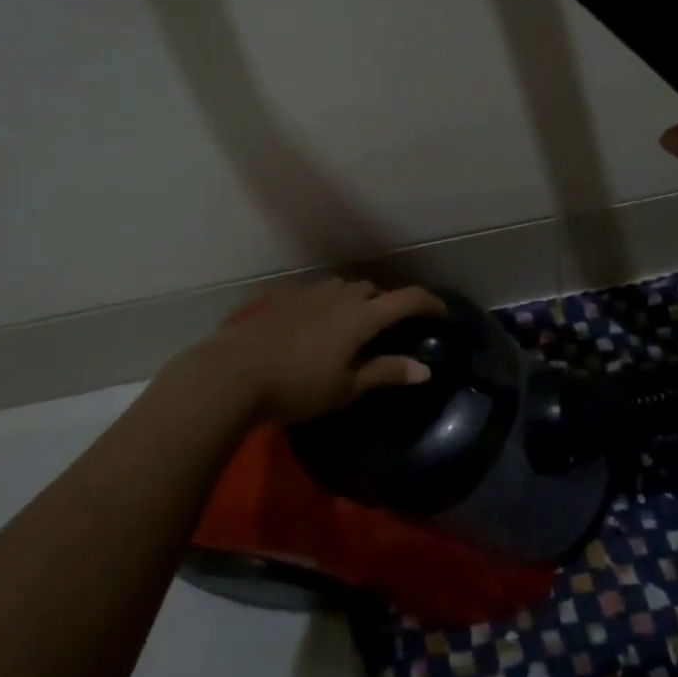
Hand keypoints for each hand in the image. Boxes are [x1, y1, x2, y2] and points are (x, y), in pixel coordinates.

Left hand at [170, 279, 447, 425]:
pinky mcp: (285, 298)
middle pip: (374, 290)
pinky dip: (330, 304)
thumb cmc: (296, 386)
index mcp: (362, 316)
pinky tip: (318, 328)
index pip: (408, 298)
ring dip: (358, 302)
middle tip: (389, 331)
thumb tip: (425, 369)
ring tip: (354, 329)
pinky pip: (319, 293)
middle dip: (388, 304)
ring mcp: (310, 293)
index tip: (444, 314)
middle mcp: (340, 295)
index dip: (431, 303)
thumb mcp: (345, 388)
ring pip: (345, 288)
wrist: (233, 373)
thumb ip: (385, 373)